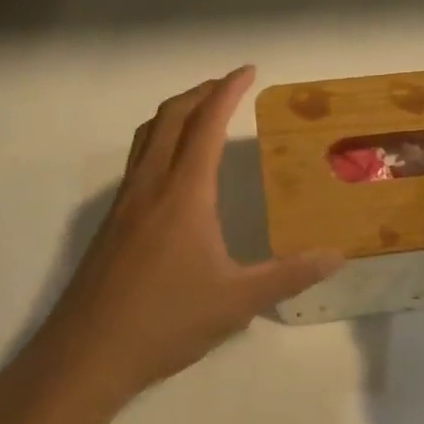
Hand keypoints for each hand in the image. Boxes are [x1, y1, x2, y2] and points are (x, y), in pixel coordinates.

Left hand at [39, 67, 343, 411]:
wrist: (86, 353)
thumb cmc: (165, 321)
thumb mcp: (237, 302)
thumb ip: (288, 275)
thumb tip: (337, 256)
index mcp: (184, 192)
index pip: (207, 123)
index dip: (228, 90)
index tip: (248, 70)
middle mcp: (152, 183)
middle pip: (172, 116)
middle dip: (201, 91)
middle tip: (229, 85)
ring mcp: (126, 200)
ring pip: (149, 133)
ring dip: (176, 111)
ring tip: (202, 112)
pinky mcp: (112, 219)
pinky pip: (138, 157)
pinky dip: (160, 137)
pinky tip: (173, 168)